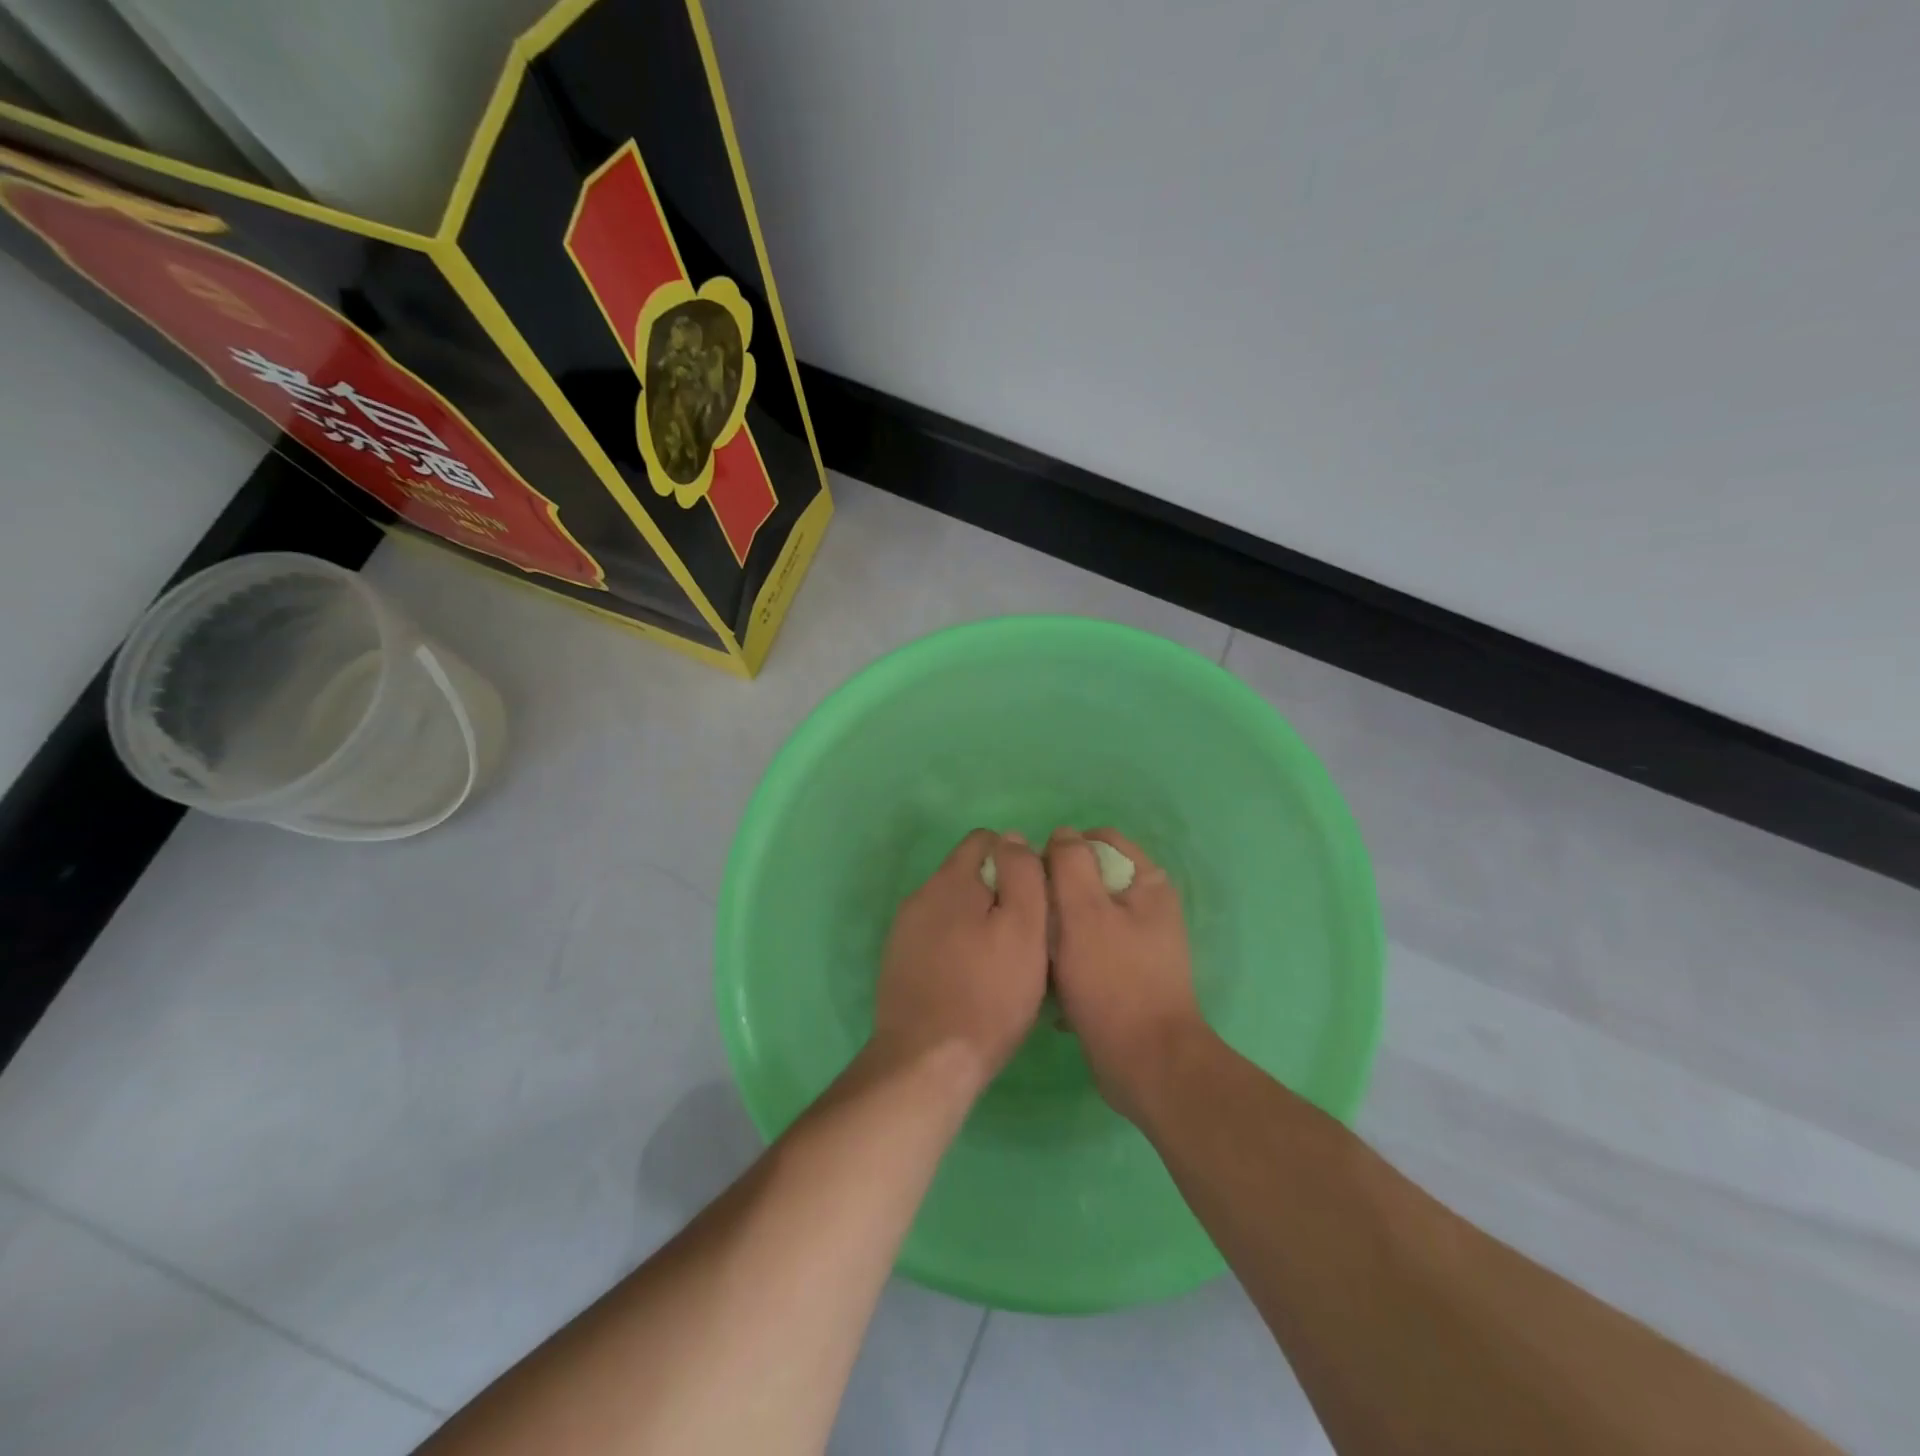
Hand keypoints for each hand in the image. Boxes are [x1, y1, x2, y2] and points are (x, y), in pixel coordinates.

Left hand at [870, 829, 1049, 1092]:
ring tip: (1001, 965)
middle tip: (1024, 938)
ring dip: (977, 924)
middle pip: (968, 875)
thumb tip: (1013, 837)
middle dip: (997, 895)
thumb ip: (1022, 874)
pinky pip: (936, 939)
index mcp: (950, 880)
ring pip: (952, 910)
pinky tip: (972, 983)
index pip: (985, 840)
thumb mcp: (1024, 928)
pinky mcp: (897, 963)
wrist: (926, 1061)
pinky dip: (957, 949)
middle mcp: (920, 895)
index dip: (1016, 861)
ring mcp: (904, 931)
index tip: (1035, 899)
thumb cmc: (988, 994)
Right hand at [1047, 828, 1206, 1119]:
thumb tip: (1062, 834)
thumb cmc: (1113, 981)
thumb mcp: (1083, 912)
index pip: (1099, 840)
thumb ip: (1070, 863)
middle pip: (1090, 878)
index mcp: (1147, 882)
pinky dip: (1069, 960)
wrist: (1146, 1064)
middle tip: (1033, 918)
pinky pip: (1089, 951)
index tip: (1036, 878)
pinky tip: (1052, 983)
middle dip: (1056, 893)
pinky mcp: (1127, 974)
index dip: (1063, 850)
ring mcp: (1139, 942)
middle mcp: (1148, 906)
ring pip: (1084, 917)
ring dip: (1058, 930)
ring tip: (1037, 952)